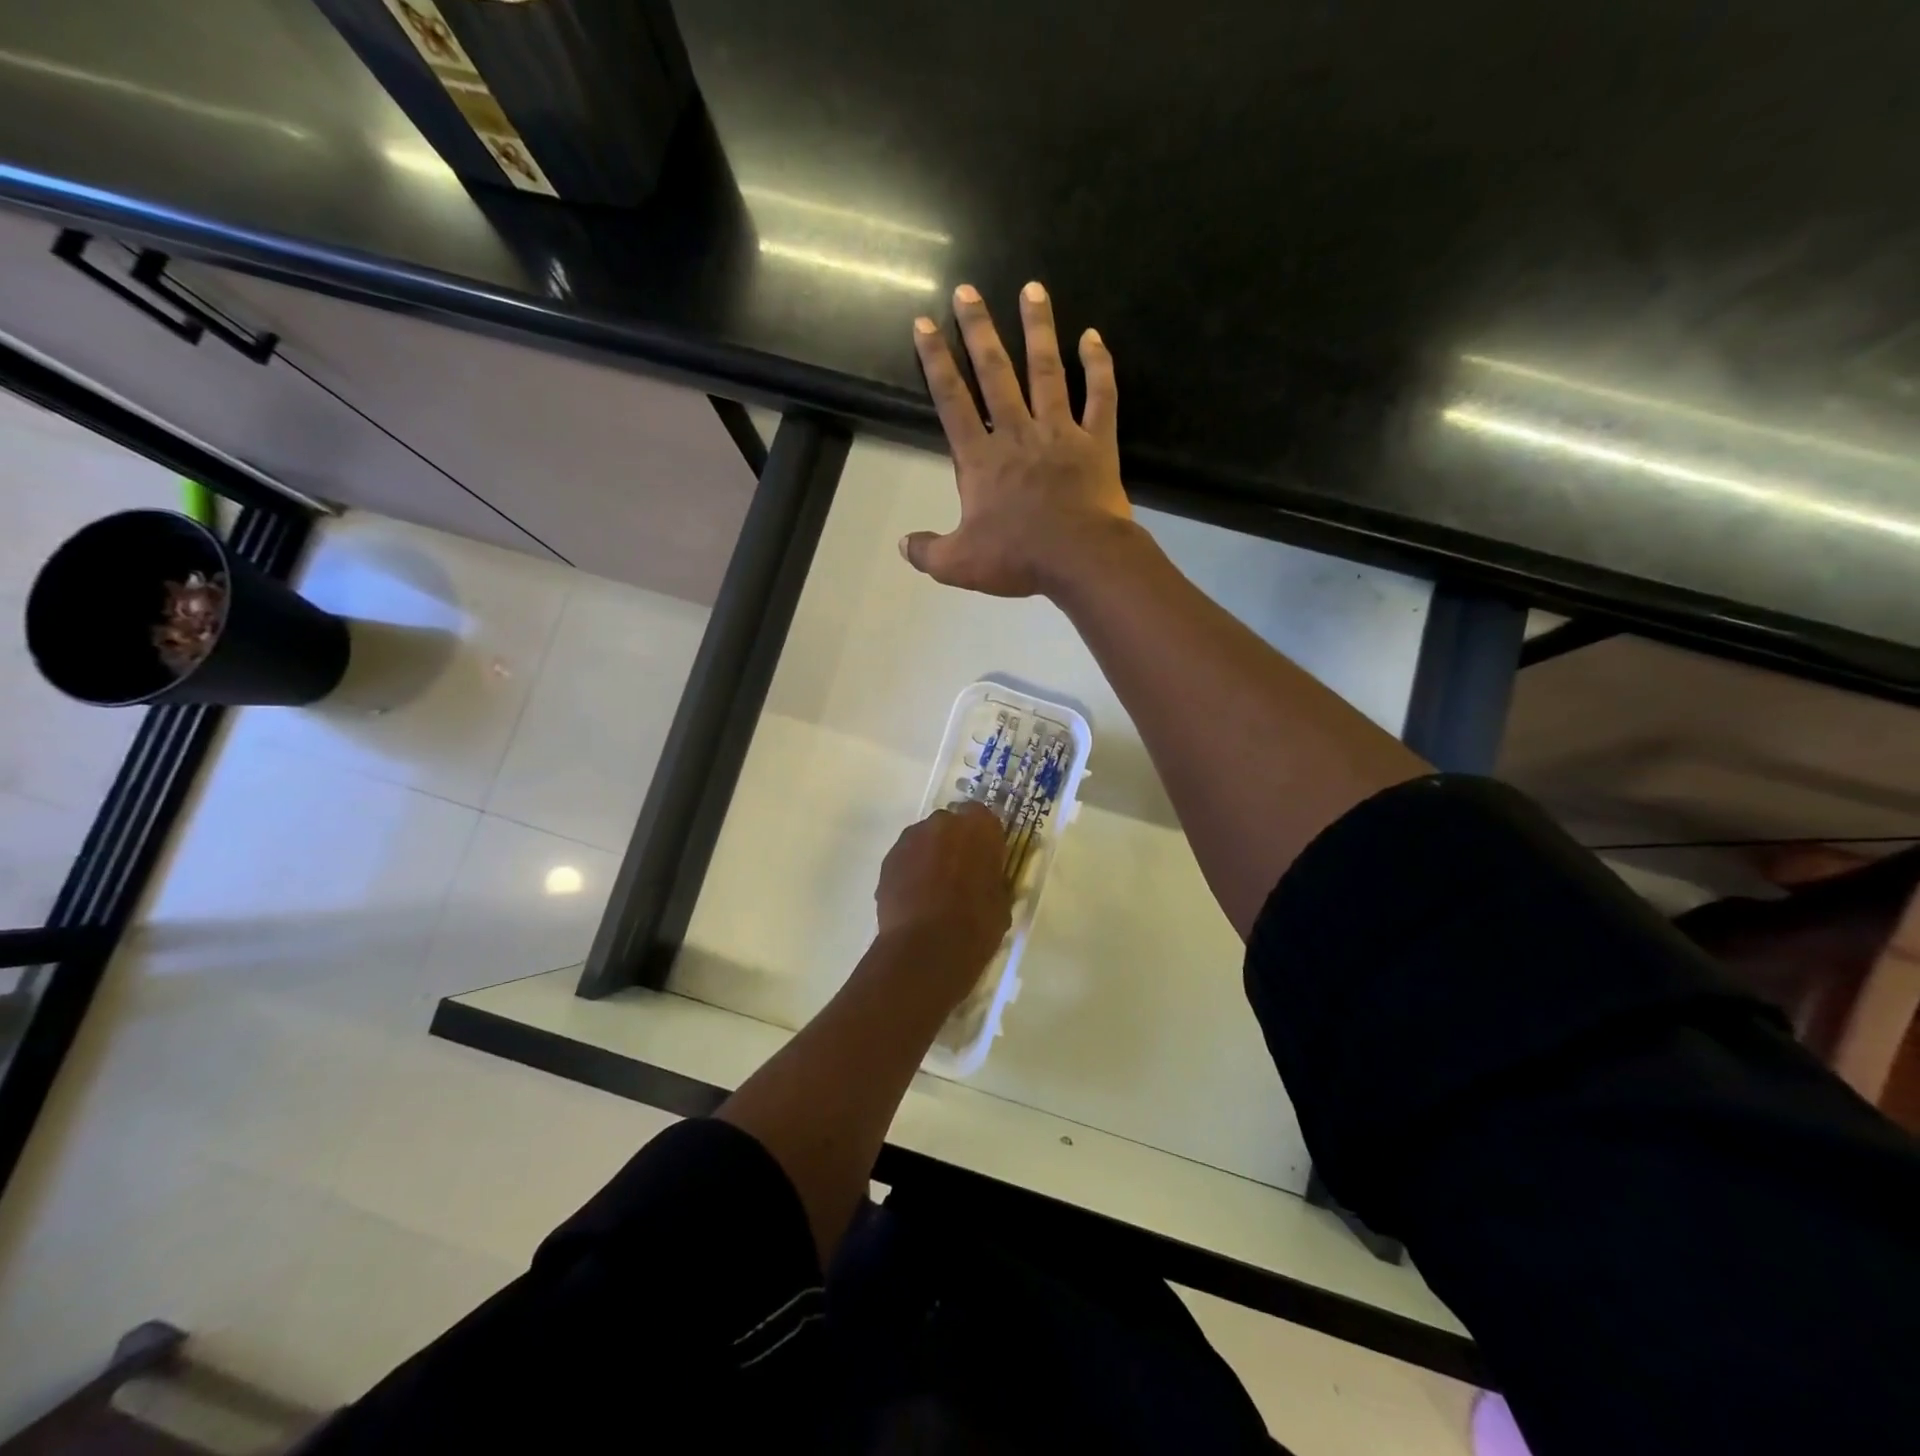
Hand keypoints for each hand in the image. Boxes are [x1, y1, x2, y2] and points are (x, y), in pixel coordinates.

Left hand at [873, 802, 1013, 1005]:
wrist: (926, 949)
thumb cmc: (976, 925)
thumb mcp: (1001, 901)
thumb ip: (993, 878)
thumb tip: (988, 879)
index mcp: (979, 827)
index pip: (983, 817)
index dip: (983, 838)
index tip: (985, 858)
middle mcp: (943, 822)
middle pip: (950, 825)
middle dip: (954, 843)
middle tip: (959, 873)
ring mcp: (911, 838)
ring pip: (924, 840)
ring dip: (930, 856)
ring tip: (933, 889)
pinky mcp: (888, 859)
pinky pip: (905, 858)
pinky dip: (910, 871)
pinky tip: (915, 899)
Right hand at [905, 282, 1133, 597]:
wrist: (1080, 559)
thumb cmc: (1018, 558)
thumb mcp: (959, 564)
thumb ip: (928, 552)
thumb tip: (904, 546)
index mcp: (981, 459)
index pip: (952, 401)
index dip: (936, 362)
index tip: (926, 324)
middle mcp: (1018, 434)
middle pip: (995, 373)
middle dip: (979, 330)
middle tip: (969, 290)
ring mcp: (1060, 433)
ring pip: (1047, 371)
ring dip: (1038, 329)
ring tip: (1032, 289)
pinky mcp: (1097, 442)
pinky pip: (1100, 396)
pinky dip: (1099, 366)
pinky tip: (1092, 336)